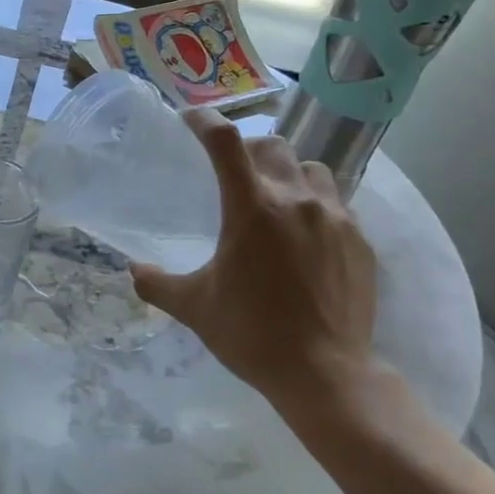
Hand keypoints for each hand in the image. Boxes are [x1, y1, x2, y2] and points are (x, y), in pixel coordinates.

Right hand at [131, 111, 380, 424]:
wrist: (325, 373)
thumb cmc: (251, 333)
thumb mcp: (193, 307)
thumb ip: (156, 283)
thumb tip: (133, 271)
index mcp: (251, 208)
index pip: (225, 142)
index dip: (205, 122)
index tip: (191, 120)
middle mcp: (295, 199)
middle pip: (271, 146)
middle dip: (247, 150)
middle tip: (231, 171)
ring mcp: (335, 217)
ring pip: (311, 168)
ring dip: (288, 173)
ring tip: (275, 197)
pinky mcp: (360, 239)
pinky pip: (336, 202)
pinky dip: (315, 204)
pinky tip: (305, 234)